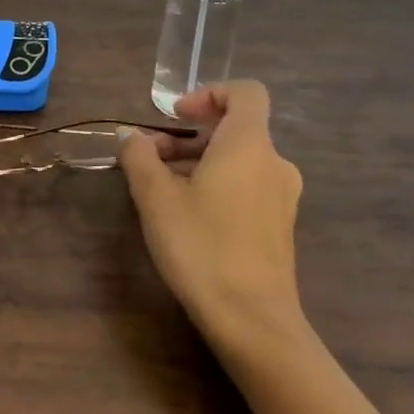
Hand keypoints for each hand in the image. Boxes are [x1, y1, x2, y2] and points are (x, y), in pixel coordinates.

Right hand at [119, 81, 305, 351]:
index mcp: (249, 145)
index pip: (246, 93)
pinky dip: (217, 185)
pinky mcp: (279, 226)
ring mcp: (281, 197)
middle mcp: (274, 163)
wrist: (252, 321)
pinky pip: (247, 186)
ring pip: (239, 160)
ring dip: (199, 162)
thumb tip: (132, 136)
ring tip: (161, 189)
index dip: (209, 93)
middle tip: (151, 159)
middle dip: (189, 136)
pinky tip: (187, 216)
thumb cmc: (201, 246)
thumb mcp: (155, 197)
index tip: (175, 117)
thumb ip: (140, 156)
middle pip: (235, 129)